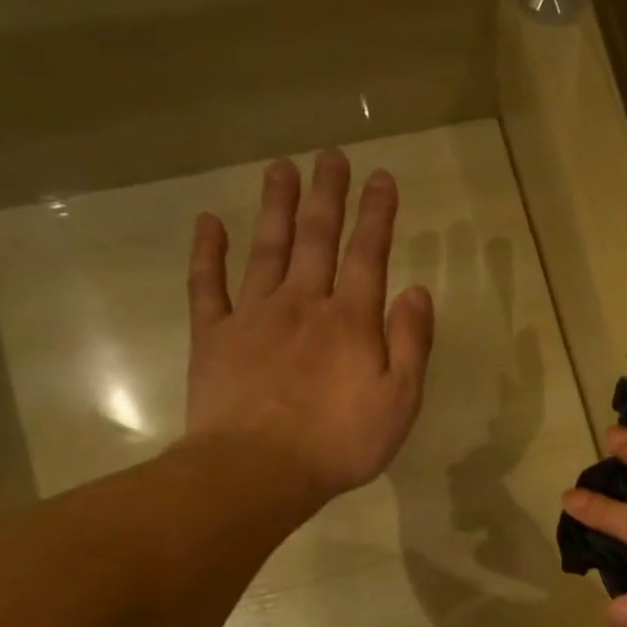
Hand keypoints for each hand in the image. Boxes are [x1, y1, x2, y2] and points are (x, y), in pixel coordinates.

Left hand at [184, 151, 434, 511]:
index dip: (377, 214)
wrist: (260, 469)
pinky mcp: (214, 336)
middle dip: (327, 195)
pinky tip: (210, 223)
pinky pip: (208, 284)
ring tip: (281, 168)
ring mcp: (253, 315)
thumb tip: (418, 291)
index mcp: (351, 320)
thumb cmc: (341, 442)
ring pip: (266, 248)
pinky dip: (208, 252)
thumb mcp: (400, 401)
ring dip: (275, 206)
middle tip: (330, 157)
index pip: (369, 254)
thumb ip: (411, 343)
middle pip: (316, 238)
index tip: (382, 177)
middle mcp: (303, 303)